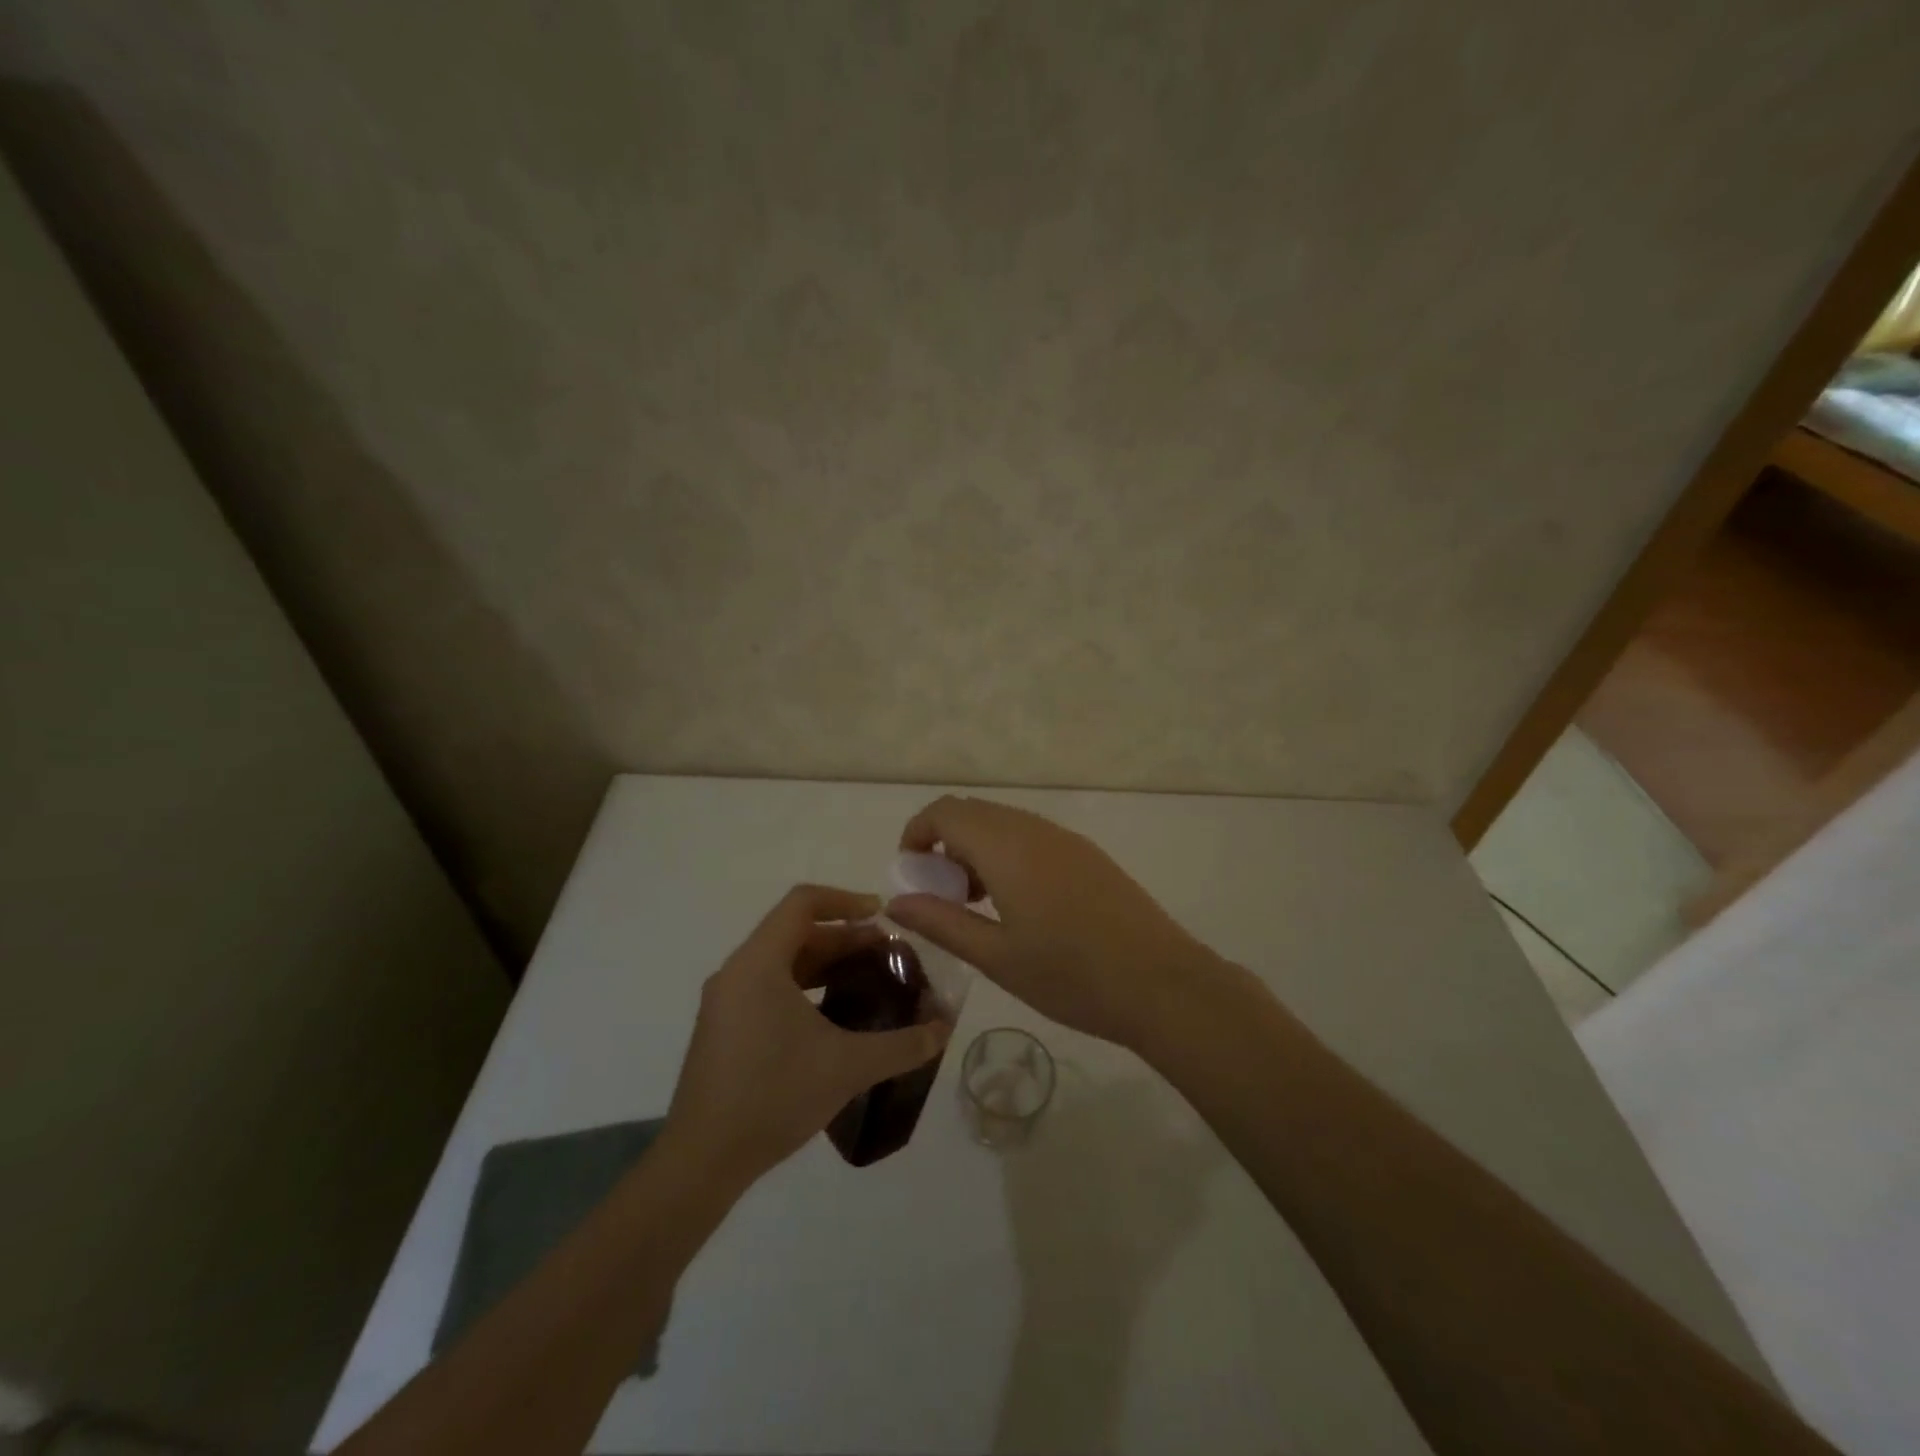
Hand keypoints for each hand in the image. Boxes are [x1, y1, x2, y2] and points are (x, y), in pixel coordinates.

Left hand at [666, 885, 952, 1186]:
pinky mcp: (723, 1028)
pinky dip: (804, 986)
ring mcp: (725, 1001)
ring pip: (781, 961)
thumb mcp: (847, 1067)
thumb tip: (945, 1029)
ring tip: (866, 979)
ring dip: (825, 962)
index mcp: (759, 963)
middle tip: (887, 953)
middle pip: (795, 932)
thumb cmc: (773, 1096)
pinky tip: (832, 1017)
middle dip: (844, 937)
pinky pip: (768, 986)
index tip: (882, 916)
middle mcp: (737, 972)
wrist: (702, 1161)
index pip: (802, 902)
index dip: (845, 899)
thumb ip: (902, 1045)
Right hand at [885, 797, 1223, 1050]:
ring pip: (1004, 823)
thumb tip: (896, 901)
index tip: (910, 872)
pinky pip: (1032, 836)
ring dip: (977, 849)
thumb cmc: (1071, 976)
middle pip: (974, 813)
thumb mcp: (996, 957)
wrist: (1162, 983)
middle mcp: (1034, 830)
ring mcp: (1066, 839)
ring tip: (976, 903)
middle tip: (940, 893)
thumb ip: (941, 923)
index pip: (946, 812)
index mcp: (1006, 847)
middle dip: (945, 842)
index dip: (917, 833)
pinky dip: (1007, 854)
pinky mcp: (1088, 855)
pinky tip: (1018, 904)